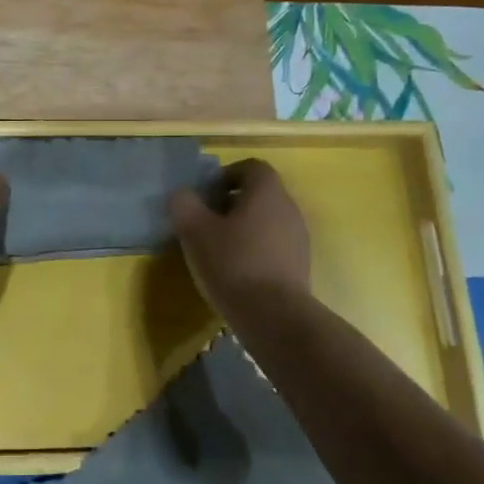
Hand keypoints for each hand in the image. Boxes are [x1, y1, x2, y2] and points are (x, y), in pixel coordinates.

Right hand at [169, 159, 310, 313]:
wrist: (275, 316)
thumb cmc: (233, 263)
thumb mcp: (195, 231)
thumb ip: (185, 204)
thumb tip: (183, 195)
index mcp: (267, 192)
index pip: (251, 167)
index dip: (226, 176)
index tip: (206, 195)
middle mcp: (289, 208)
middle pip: (260, 194)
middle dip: (232, 203)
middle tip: (206, 222)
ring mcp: (298, 238)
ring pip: (267, 221)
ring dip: (244, 228)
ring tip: (219, 249)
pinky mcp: (300, 266)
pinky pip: (274, 246)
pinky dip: (255, 250)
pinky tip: (237, 272)